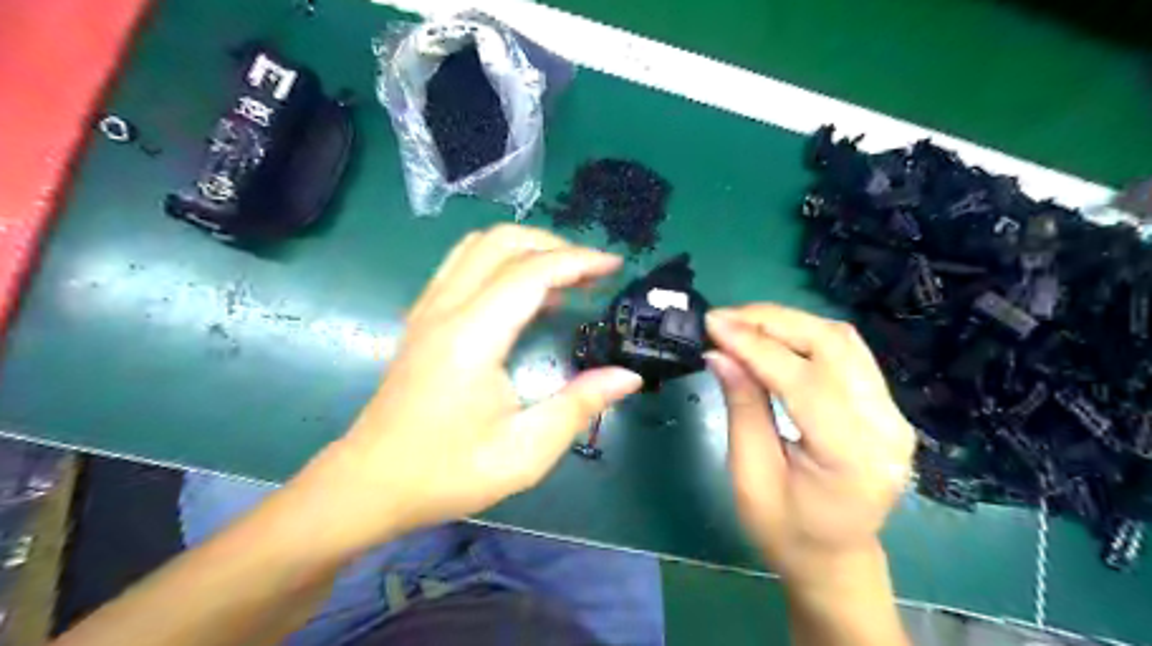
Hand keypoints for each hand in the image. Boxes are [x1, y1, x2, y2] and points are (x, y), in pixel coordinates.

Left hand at [296, 225, 644, 552]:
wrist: (370, 484)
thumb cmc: (447, 472)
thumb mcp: (524, 451)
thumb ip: (579, 406)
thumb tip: (627, 377)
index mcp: (472, 336)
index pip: (531, 273)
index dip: (578, 261)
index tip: (614, 267)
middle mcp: (446, 309)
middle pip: (501, 241)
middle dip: (553, 245)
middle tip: (590, 272)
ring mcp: (428, 309)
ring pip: (477, 246)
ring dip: (525, 248)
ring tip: (562, 278)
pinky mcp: (422, 319)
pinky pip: (462, 265)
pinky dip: (500, 262)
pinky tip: (522, 295)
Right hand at [701, 306, 918, 582]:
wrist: (835, 557)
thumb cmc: (786, 531)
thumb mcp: (750, 477)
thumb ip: (742, 409)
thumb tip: (720, 353)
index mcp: (853, 458)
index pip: (804, 380)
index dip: (755, 345)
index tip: (713, 324)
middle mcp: (886, 426)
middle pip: (832, 345)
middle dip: (772, 321)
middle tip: (723, 317)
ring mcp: (893, 412)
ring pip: (842, 339)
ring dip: (787, 322)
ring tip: (741, 322)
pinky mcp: (885, 404)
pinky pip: (845, 352)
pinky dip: (804, 335)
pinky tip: (772, 336)